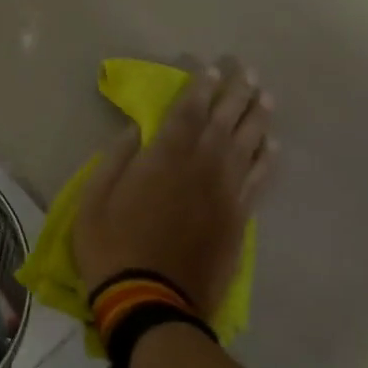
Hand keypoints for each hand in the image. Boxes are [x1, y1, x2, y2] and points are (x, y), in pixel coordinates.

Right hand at [73, 57, 275, 315]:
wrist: (150, 300)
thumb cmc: (111, 246)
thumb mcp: (94, 198)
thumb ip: (117, 158)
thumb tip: (136, 129)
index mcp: (164, 158)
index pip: (187, 111)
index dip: (200, 86)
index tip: (209, 66)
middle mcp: (202, 167)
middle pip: (225, 121)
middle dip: (235, 91)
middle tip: (246, 69)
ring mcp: (225, 194)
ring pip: (248, 146)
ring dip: (257, 118)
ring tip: (265, 96)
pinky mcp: (238, 220)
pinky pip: (259, 181)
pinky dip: (267, 160)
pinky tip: (272, 146)